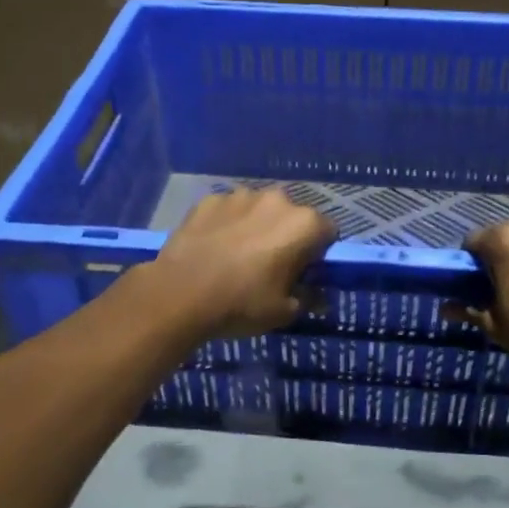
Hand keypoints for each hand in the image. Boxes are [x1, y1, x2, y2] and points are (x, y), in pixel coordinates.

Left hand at [144, 187, 336, 337]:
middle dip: (287, 235)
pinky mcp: (210, 199)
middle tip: (272, 264)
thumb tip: (319, 296)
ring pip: (260, 209)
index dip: (319, 252)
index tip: (305, 271)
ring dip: (257, 225)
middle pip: (293, 216)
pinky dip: (227, 223)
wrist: (179, 294)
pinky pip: (229, 210)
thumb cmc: (241, 304)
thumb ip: (309, 298)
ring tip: (239, 254)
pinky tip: (215, 247)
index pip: (328, 232)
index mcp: (303, 224)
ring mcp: (241, 196)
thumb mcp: (284, 311)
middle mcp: (277, 200)